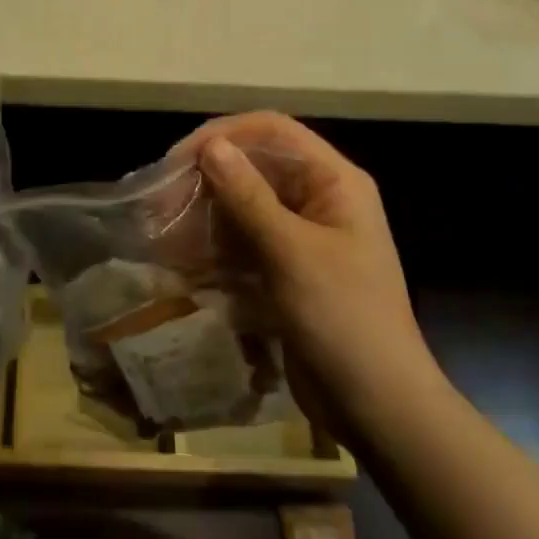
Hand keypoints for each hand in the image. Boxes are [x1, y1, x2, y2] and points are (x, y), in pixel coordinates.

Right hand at [172, 113, 431, 395]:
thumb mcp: (291, 253)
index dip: (223, 135)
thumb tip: (212, 145)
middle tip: (160, 203)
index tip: (177, 160)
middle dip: (207, 180)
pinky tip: (183, 263)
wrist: (378, 407)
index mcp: (334, 182)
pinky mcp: (286, 271)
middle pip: (254, 168)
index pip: (272, 131)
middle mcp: (318, 200)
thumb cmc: (343, 319)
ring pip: (243, 207)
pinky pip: (243, 244)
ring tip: (164, 234)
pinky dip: (214, 248)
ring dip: (204, 216)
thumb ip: (249, 196)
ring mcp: (302, 237)